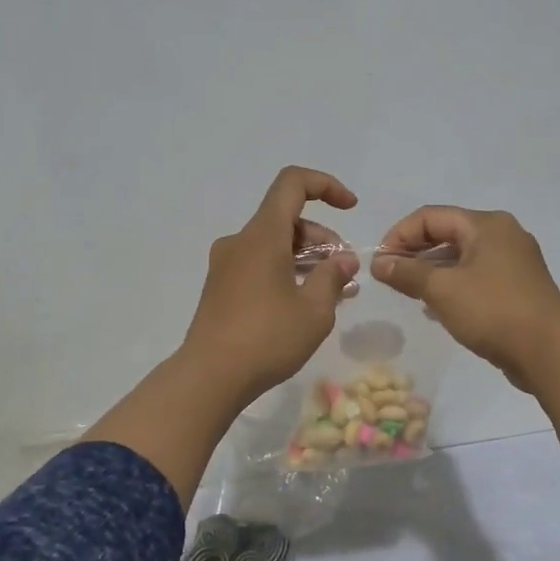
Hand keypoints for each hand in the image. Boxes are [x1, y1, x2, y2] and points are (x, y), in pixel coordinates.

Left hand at [179, 167, 360, 407]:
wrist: (209, 376)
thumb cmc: (267, 338)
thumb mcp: (314, 310)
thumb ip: (332, 277)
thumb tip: (344, 261)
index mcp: (262, 235)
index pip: (292, 184)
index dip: (325, 186)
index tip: (350, 208)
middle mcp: (240, 241)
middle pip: (286, 219)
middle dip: (322, 238)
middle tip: (344, 271)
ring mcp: (226, 265)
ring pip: (273, 244)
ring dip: (306, 258)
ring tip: (333, 291)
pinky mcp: (220, 288)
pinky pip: (259, 265)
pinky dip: (285, 272)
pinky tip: (304, 303)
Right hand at [373, 206, 559, 392]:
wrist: (551, 352)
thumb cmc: (493, 311)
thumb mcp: (442, 289)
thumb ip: (407, 273)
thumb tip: (379, 263)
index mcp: (486, 224)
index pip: (430, 216)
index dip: (399, 235)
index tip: (380, 262)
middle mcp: (502, 235)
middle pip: (447, 233)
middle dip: (415, 252)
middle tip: (390, 277)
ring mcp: (514, 262)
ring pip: (461, 257)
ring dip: (432, 270)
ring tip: (409, 292)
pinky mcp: (518, 288)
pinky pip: (476, 276)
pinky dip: (452, 285)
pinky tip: (437, 307)